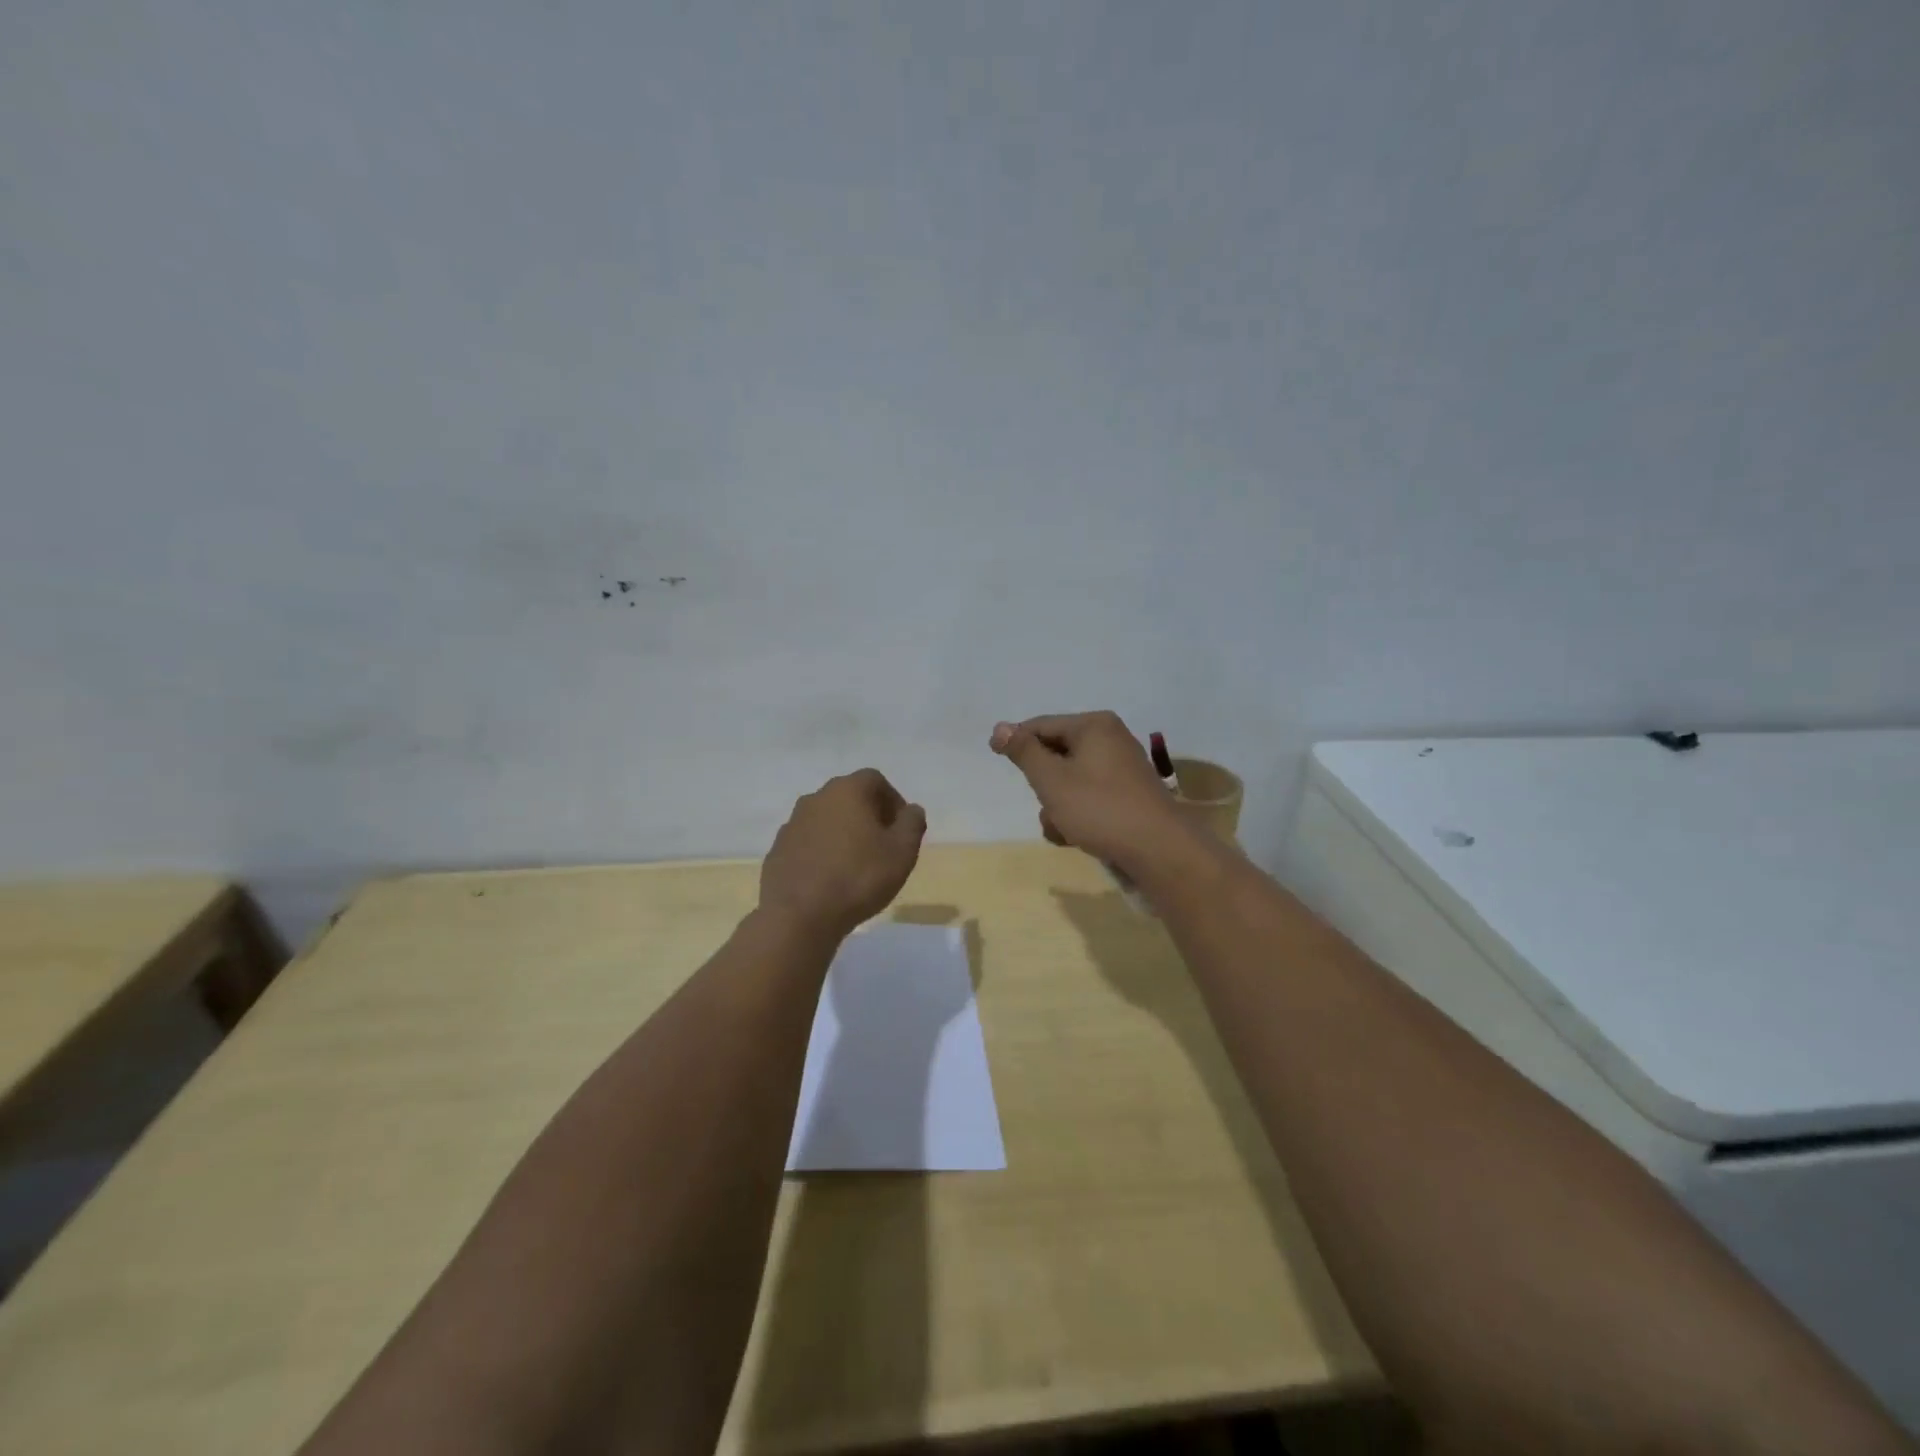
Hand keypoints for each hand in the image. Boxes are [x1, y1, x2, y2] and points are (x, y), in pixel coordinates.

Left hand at [759, 769, 926, 939]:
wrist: (798, 915)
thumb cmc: (858, 877)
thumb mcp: (902, 852)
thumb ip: (912, 824)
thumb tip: (911, 810)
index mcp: (847, 791)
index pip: (875, 780)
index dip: (893, 800)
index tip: (901, 828)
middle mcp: (816, 798)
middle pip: (849, 797)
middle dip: (869, 816)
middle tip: (883, 846)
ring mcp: (792, 823)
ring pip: (826, 820)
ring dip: (843, 834)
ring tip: (857, 865)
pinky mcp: (778, 850)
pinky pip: (808, 842)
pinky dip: (822, 852)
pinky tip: (831, 879)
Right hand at [989, 712, 1185, 871]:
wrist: (1158, 850)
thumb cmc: (1099, 808)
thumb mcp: (1051, 779)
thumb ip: (1024, 752)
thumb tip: (1000, 727)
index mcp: (1094, 726)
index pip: (1042, 725)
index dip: (1016, 741)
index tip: (994, 756)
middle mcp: (1111, 740)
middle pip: (1057, 754)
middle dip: (1042, 784)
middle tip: (1043, 803)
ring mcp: (1122, 769)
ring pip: (1071, 781)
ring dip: (1057, 806)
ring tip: (1060, 828)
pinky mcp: (1128, 796)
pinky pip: (1090, 797)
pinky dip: (1078, 815)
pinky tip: (1075, 837)